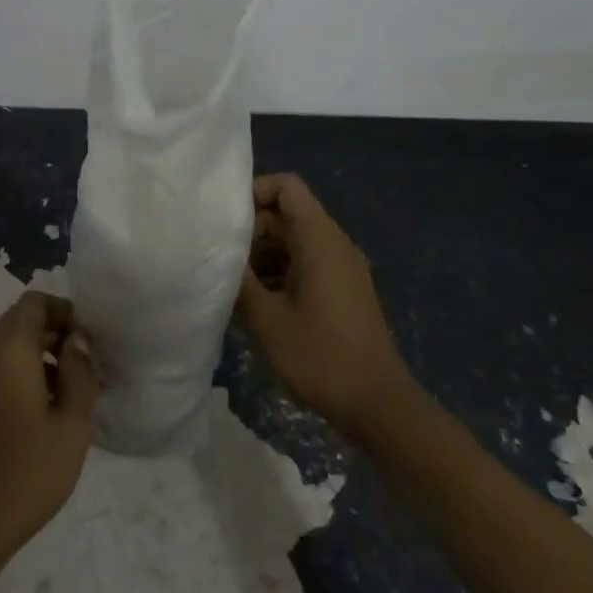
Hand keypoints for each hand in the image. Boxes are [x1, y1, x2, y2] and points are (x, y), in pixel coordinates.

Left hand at [0, 291, 98, 568]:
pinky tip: (52, 413)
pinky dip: (28, 376)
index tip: (90, 340)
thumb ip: (79, 373)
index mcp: (8, 349)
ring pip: (13, 347)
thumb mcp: (70, 424)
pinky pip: (2, 370)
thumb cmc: (25, 472)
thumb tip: (77, 340)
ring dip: (45, 357)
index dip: (65, 311)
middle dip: (59, 334)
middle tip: (91, 366)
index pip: (35, 302)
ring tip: (79, 392)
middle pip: (23, 322)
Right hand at [236, 173, 417, 436]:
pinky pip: (304, 264)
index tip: (225, 222)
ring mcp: (341, 268)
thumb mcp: (265, 318)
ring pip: (292, 242)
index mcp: (319, 239)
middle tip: (220, 261)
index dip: (253, 192)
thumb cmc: (319, 356)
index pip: (286, 186)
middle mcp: (334, 244)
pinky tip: (256, 305)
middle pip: (286, 214)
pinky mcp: (342, 290)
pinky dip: (278, 273)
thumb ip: (237, 278)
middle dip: (250, 231)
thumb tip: (215, 252)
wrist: (377, 406)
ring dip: (261, 256)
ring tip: (232, 286)